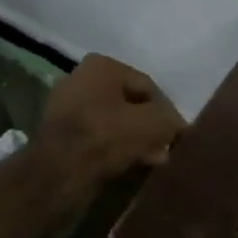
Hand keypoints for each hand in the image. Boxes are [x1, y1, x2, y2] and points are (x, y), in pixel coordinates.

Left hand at [34, 54, 185, 202]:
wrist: (58, 172)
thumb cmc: (106, 137)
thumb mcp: (152, 125)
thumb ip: (170, 121)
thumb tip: (178, 127)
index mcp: (101, 65)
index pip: (148, 86)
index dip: (168, 112)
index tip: (179, 136)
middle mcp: (80, 78)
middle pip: (130, 104)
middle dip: (150, 127)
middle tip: (165, 150)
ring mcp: (66, 106)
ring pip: (114, 122)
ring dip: (135, 140)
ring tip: (152, 160)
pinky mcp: (59, 133)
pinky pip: (97, 137)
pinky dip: (114, 148)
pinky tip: (129, 164)